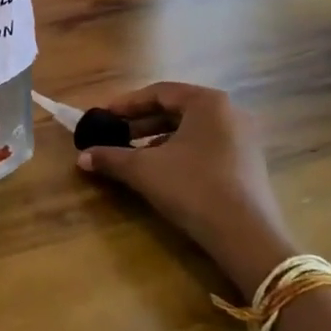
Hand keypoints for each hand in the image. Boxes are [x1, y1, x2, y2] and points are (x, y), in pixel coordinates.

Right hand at [75, 82, 295, 298]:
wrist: (247, 237)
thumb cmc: (193, 189)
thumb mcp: (145, 171)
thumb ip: (112, 158)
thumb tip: (82, 157)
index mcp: (207, 102)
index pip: (159, 92)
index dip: (126, 104)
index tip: (103, 116)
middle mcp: (229, 112)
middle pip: (176, 110)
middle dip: (141, 123)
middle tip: (114, 135)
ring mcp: (243, 138)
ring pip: (191, 130)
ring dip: (159, 139)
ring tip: (133, 155)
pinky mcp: (248, 164)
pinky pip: (206, 147)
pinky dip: (180, 153)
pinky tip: (163, 172)